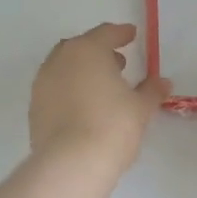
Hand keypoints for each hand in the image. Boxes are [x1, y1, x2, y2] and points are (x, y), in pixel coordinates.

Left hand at [30, 23, 170, 175]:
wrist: (71, 164)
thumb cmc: (112, 126)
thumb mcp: (140, 108)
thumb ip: (151, 90)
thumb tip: (162, 82)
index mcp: (87, 50)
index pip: (105, 33)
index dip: (121, 34)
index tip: (131, 35)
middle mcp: (60, 60)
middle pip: (80, 48)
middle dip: (99, 52)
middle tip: (118, 64)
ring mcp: (42, 84)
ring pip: (64, 68)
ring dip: (82, 71)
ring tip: (101, 87)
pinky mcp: (34, 108)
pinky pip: (55, 89)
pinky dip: (70, 90)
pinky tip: (83, 107)